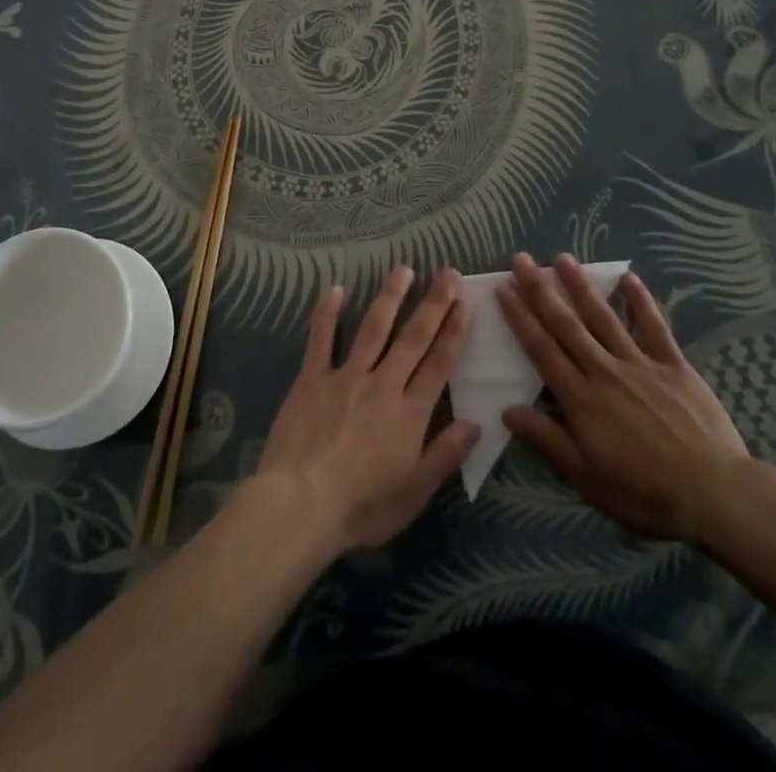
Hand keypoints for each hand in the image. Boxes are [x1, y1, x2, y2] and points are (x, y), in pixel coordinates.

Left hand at [255, 266, 479, 554]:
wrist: (300, 506)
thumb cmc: (362, 507)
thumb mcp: (414, 493)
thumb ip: (445, 455)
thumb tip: (476, 422)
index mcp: (409, 413)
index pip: (439, 364)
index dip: (454, 331)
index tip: (465, 302)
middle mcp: (382, 385)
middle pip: (413, 338)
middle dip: (433, 304)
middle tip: (447, 272)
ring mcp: (345, 377)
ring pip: (373, 329)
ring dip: (389, 297)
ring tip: (403, 269)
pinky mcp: (311, 379)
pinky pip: (321, 340)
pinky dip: (327, 314)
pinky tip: (333, 289)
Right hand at [497, 252, 749, 543]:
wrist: (716, 495)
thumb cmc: (645, 493)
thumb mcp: (587, 478)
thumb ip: (547, 441)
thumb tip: (507, 409)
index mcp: (582, 399)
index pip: (542, 350)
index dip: (520, 318)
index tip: (503, 289)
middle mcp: (605, 371)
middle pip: (566, 325)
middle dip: (541, 290)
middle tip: (522, 259)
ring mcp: (641, 364)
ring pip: (604, 318)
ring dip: (581, 286)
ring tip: (562, 258)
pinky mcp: (674, 366)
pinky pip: (655, 327)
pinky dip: (641, 301)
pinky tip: (628, 277)